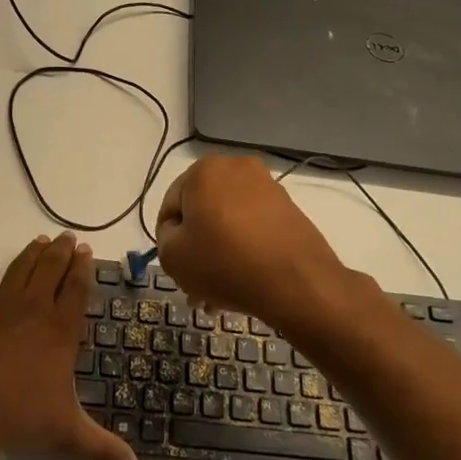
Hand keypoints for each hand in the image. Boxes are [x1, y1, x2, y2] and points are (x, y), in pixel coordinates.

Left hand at [0, 234, 137, 459]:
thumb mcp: (64, 434)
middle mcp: (32, 308)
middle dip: (61, 251)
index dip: (83, 269)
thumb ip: (100, 448)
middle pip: (50, 270)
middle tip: (68, 237)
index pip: (76, 290)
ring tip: (40, 240)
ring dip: (31, 253)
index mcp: (59, 331)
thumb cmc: (15, 417)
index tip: (87, 251)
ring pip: (19, 268)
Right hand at [155, 156, 354, 329]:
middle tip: (196, 284)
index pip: (170, 206)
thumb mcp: (172, 256)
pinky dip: (243, 249)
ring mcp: (267, 186)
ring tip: (219, 292)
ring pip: (227, 222)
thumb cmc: (224, 263)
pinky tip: (242, 280)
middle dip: (196, 247)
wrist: (296, 282)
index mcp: (204, 170)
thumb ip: (164, 237)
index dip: (168, 239)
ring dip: (219, 252)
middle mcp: (236, 167)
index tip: (178, 267)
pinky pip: (252, 227)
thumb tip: (180, 231)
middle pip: (202, 212)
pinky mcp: (288, 208)